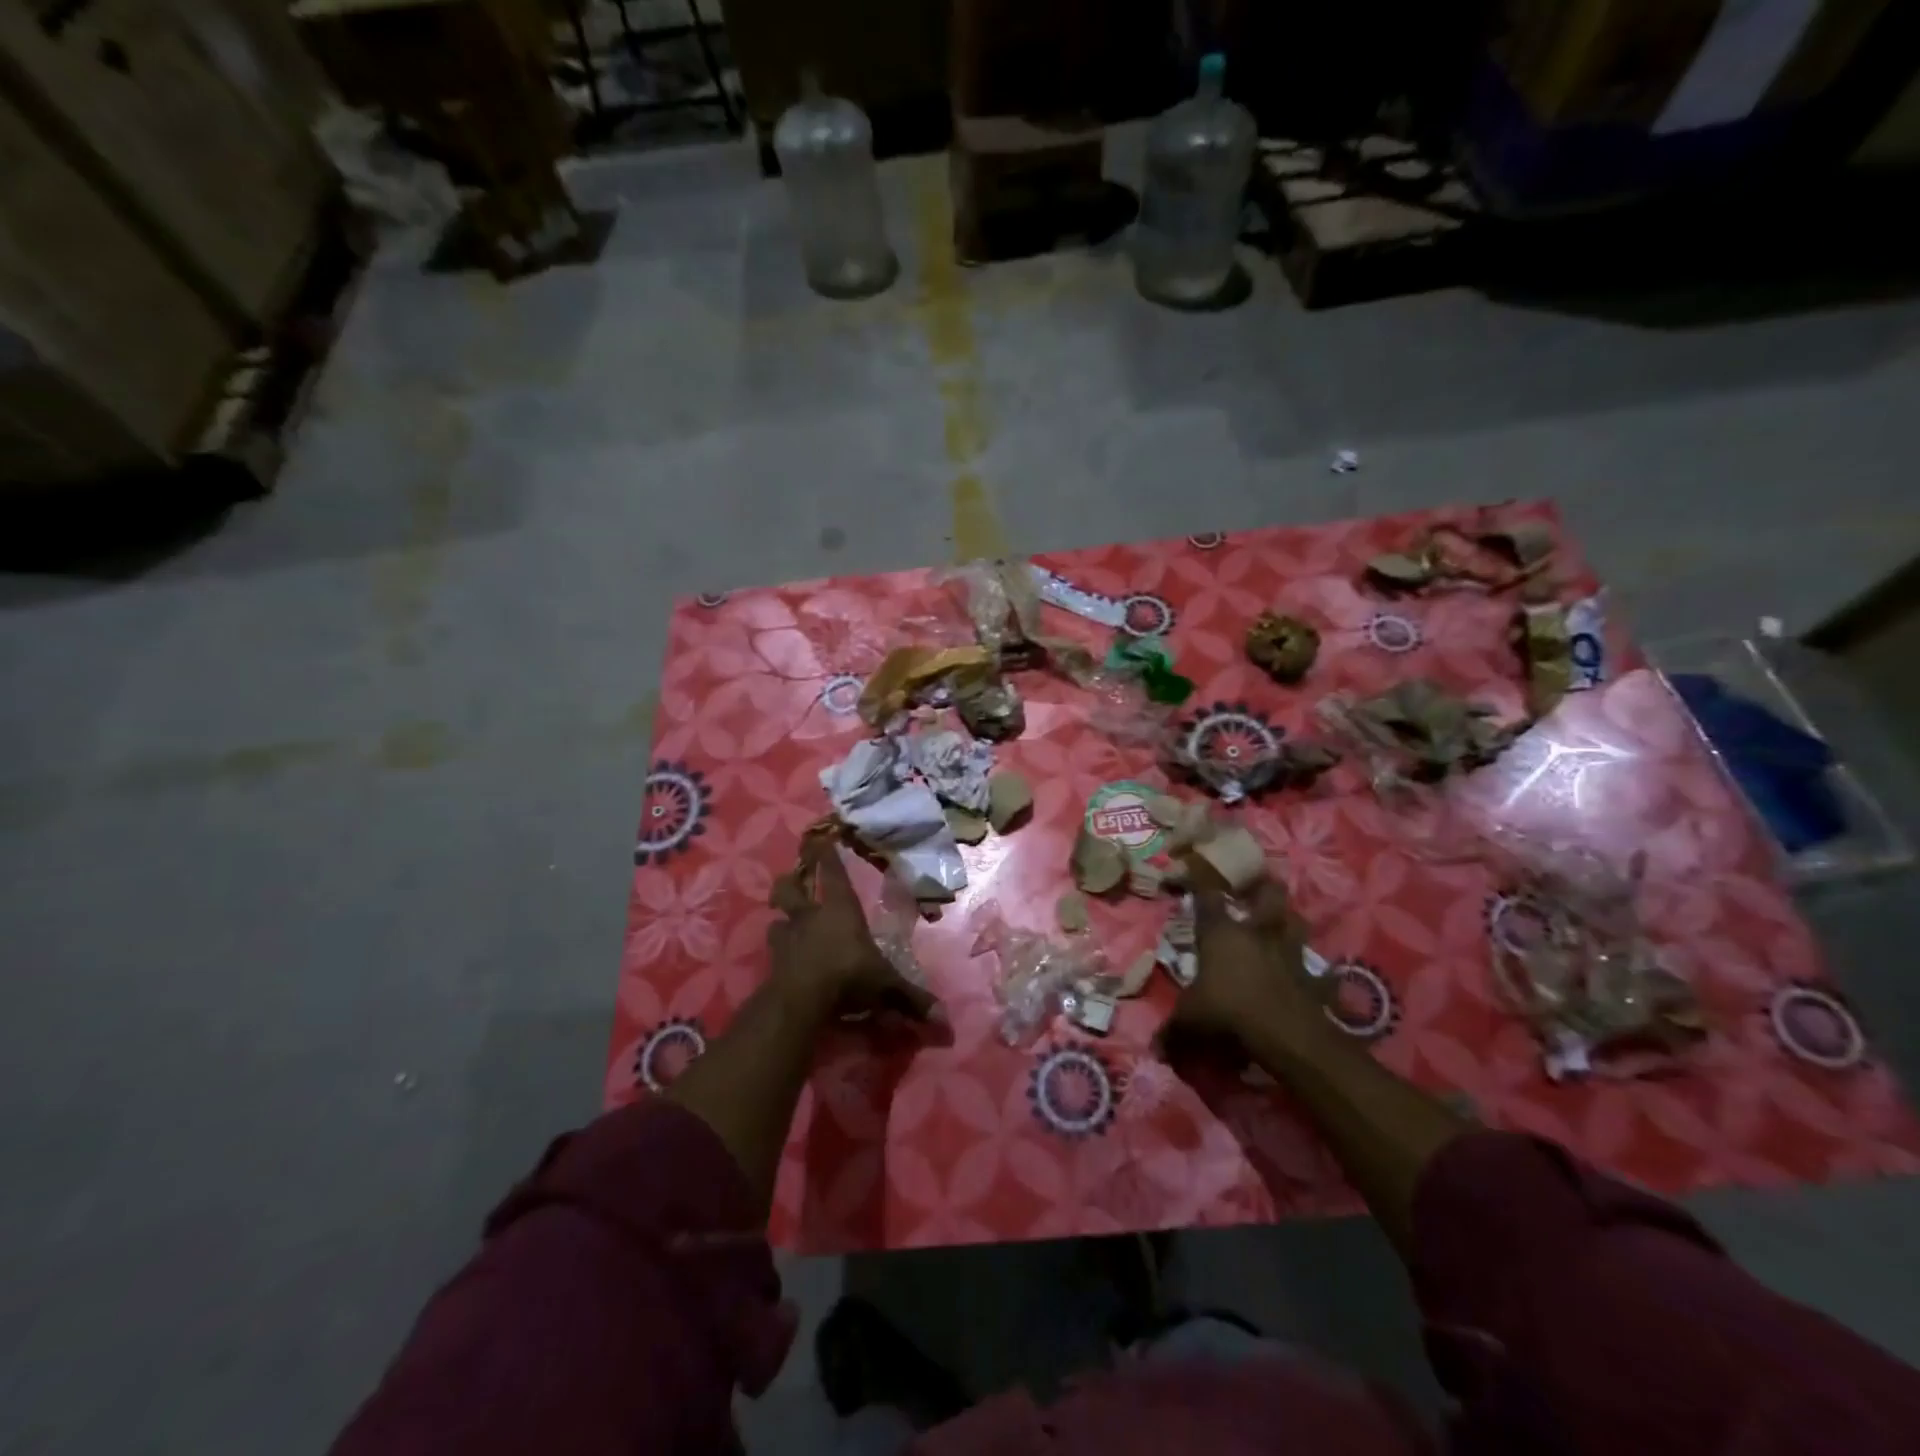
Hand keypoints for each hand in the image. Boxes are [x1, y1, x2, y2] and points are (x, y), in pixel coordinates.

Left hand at [768, 835, 941, 1024]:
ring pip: (776, 919)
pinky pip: (773, 951)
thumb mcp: (886, 985)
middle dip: (790, 882)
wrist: (801, 999)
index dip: (825, 853)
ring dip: (781, 920)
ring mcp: (787, 938)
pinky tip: (784, 960)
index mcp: (838, 908)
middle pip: (789, 887)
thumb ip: (912, 998)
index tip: (820, 837)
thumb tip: (945, 1022)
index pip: (831, 872)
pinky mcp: (772, 962)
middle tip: (793, 882)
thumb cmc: (848, 974)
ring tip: (786, 924)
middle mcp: (809, 916)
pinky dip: (778, 953)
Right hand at [1158, 864, 1330, 1065]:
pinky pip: (1319, 970)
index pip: (1206, 894)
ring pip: (1297, 921)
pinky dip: (1317, 972)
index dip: (1199, 878)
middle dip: (1264, 886)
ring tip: (1283, 923)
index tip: (1193, 864)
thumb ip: (1172, 1030)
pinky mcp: (1315, 977)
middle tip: (1257, 886)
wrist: (1285, 1034)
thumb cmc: (1228, 1012)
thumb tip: (1155, 1048)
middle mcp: (1256, 933)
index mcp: (1221, 933)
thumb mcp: (1189, 1021)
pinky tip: (1312, 977)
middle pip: (1268, 893)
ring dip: (1290, 920)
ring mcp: (1289, 952)